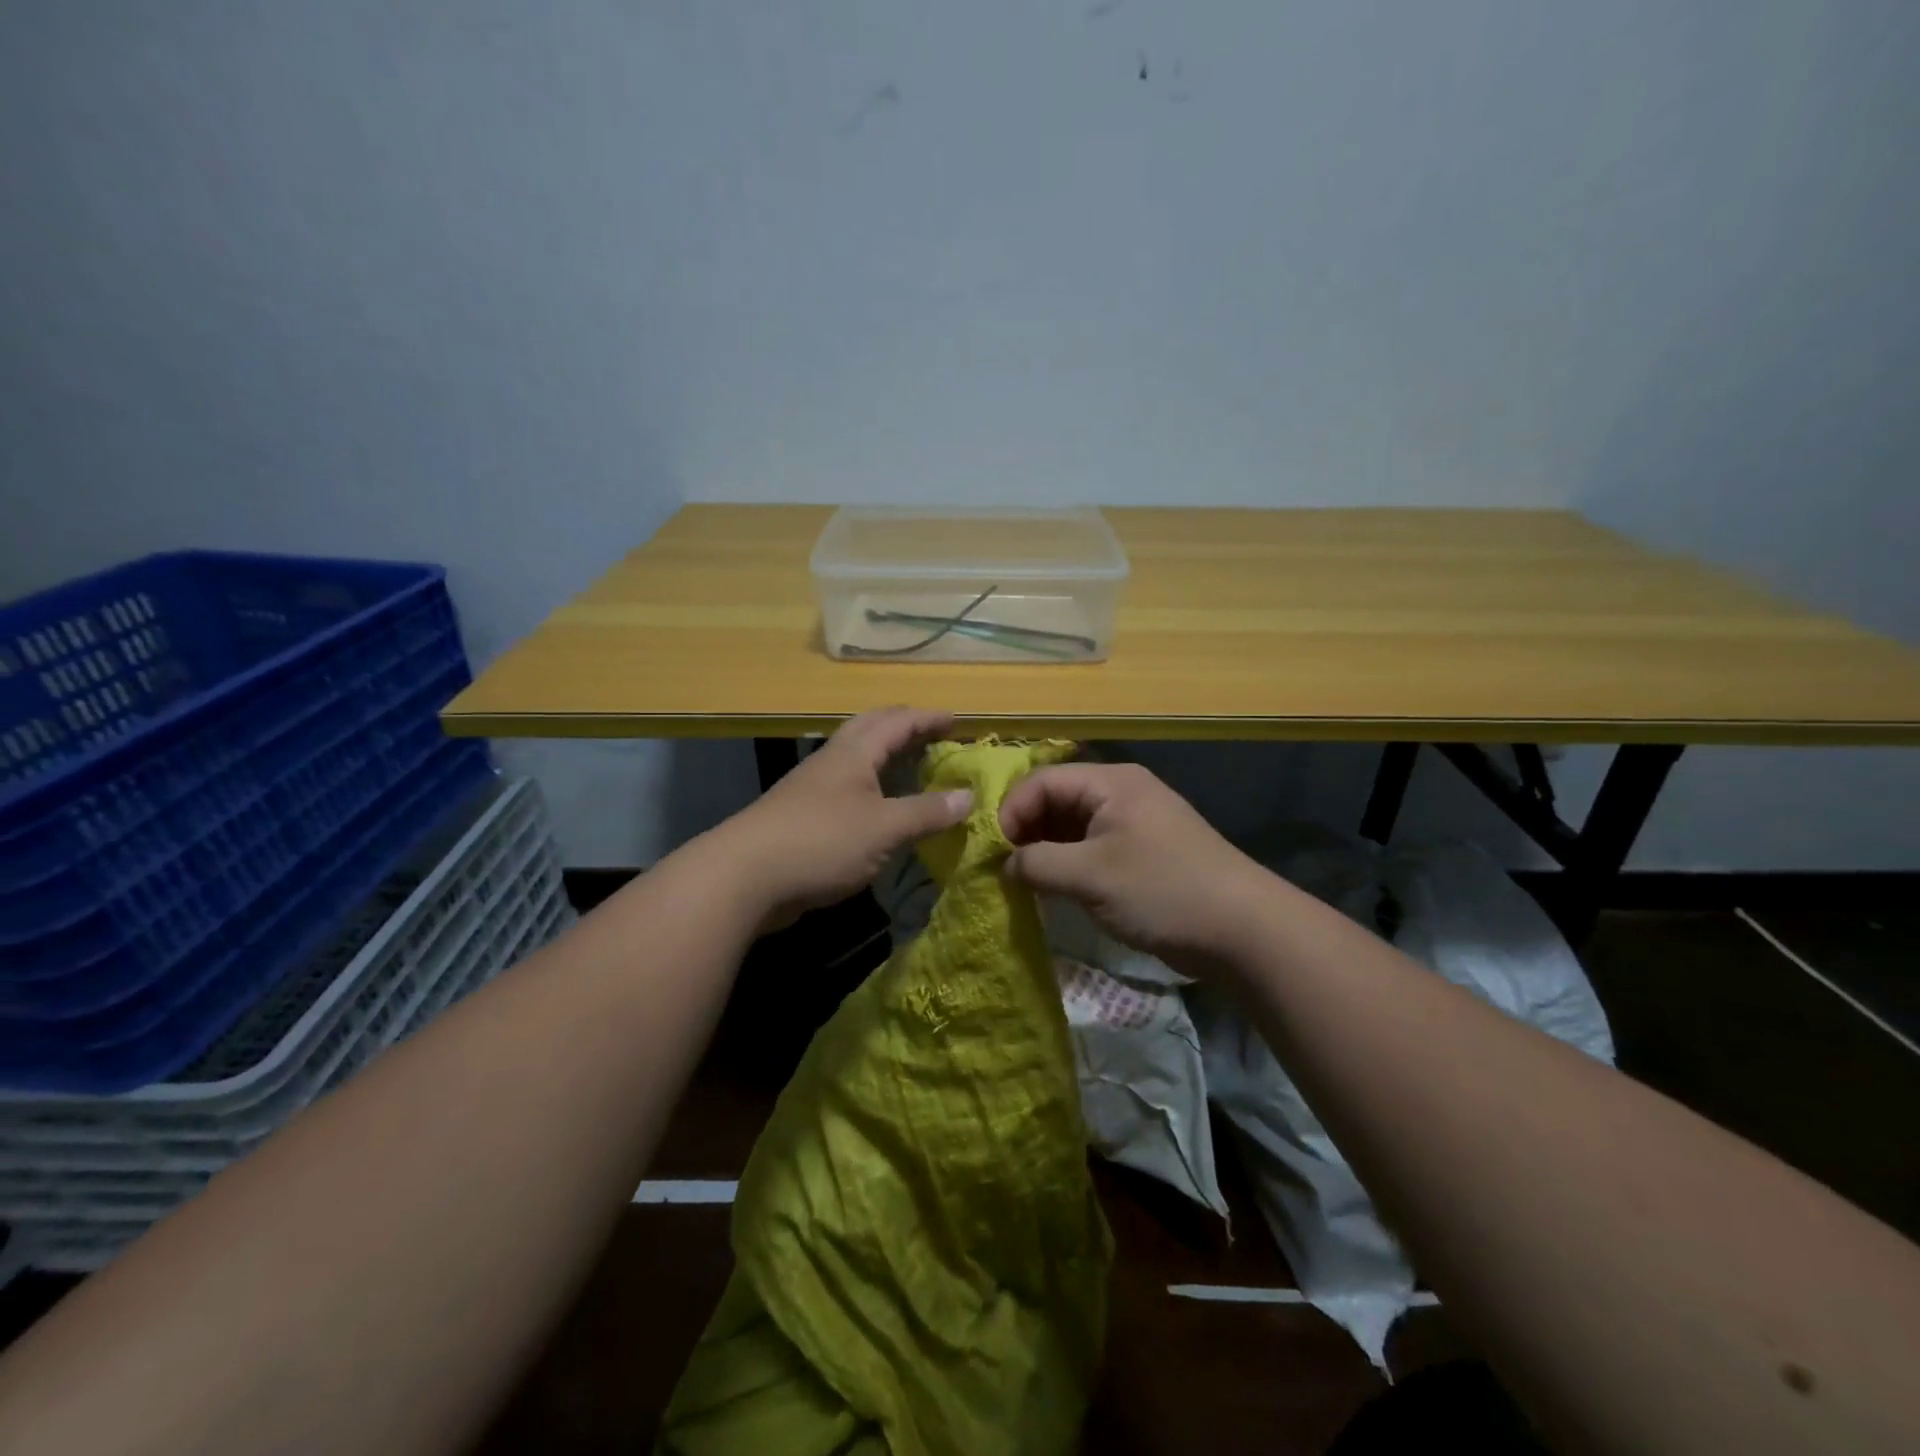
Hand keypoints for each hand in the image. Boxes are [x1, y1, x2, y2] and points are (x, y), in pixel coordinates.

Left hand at [721, 707, 972, 931]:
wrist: (744, 876)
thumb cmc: (821, 841)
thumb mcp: (884, 828)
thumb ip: (927, 812)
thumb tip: (968, 796)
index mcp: (854, 753)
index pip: (898, 722)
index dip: (929, 719)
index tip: (958, 723)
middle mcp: (833, 761)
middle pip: (871, 729)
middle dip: (904, 728)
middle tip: (933, 737)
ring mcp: (814, 788)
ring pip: (856, 758)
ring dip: (886, 756)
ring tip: (912, 769)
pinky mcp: (803, 816)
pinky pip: (847, 789)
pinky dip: (872, 788)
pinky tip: (880, 809)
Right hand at [999, 761, 1273, 973]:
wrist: (1243, 930)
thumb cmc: (1162, 890)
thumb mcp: (1090, 876)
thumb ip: (1037, 864)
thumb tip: (1005, 865)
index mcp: (1110, 782)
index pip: (1041, 781)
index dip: (1011, 812)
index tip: (993, 852)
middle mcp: (1120, 793)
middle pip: (1055, 800)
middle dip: (1025, 831)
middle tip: (1004, 869)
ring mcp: (1132, 824)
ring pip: (1071, 826)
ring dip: (1044, 851)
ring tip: (1023, 882)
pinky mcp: (1140, 854)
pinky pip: (1090, 848)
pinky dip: (1067, 865)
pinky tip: (1054, 890)